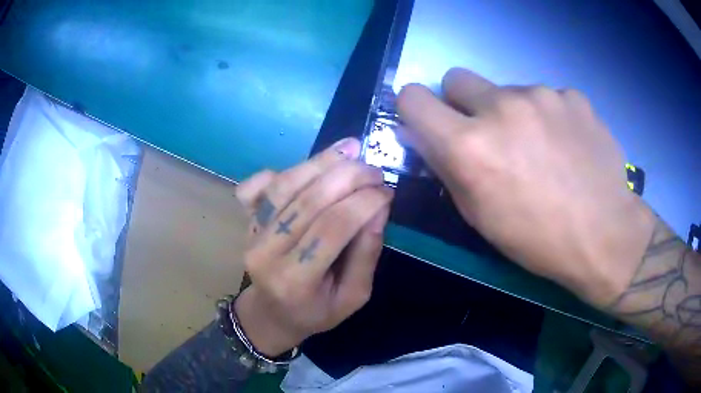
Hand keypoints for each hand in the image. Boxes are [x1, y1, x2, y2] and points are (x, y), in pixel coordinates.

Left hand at [232, 138, 392, 356]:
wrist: (271, 314)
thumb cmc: (315, 312)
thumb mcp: (353, 297)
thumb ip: (366, 255)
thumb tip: (378, 209)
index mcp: (295, 280)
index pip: (332, 228)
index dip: (363, 203)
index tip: (387, 191)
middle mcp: (266, 253)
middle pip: (308, 201)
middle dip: (347, 177)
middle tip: (374, 170)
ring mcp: (251, 233)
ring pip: (284, 186)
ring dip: (320, 162)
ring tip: (350, 149)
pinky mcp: (246, 221)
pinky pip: (257, 186)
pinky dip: (282, 170)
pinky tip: (309, 166)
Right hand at [396, 68, 654, 306]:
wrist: (605, 235)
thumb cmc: (537, 239)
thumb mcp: (479, 215)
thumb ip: (446, 166)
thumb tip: (422, 134)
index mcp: (470, 145)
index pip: (413, 97)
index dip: (416, 108)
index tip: (432, 123)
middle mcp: (501, 107)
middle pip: (457, 78)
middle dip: (463, 103)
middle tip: (491, 135)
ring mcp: (542, 95)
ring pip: (507, 90)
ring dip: (513, 112)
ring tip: (542, 149)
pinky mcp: (572, 96)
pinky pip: (546, 96)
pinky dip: (549, 115)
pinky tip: (568, 145)